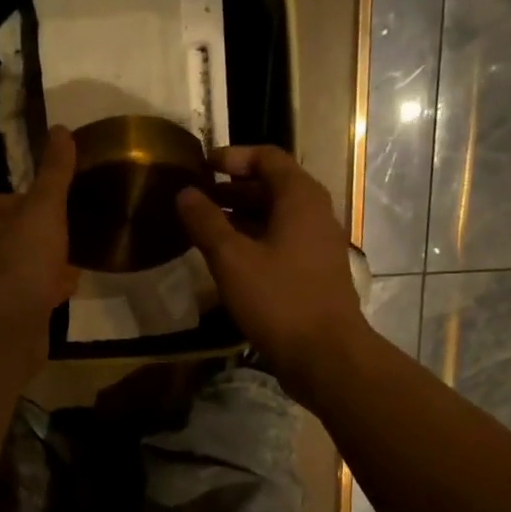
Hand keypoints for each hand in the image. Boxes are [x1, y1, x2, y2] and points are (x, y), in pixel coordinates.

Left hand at [0, 126, 78, 362]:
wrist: (7, 325)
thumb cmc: (21, 257)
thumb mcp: (44, 208)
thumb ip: (54, 173)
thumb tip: (62, 130)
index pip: (7, 202)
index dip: (37, 206)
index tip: (63, 211)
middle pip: (13, 236)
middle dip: (42, 239)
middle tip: (72, 238)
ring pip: (19, 267)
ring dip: (44, 267)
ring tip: (74, 265)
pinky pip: (25, 295)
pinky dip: (44, 292)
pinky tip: (66, 292)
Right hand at [176, 146, 369, 402]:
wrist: (325, 354)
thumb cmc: (278, 299)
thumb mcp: (231, 259)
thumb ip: (206, 222)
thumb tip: (185, 193)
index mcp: (300, 198)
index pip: (267, 157)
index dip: (233, 157)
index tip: (201, 166)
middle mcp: (314, 213)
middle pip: (272, 186)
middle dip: (232, 189)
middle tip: (196, 199)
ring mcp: (317, 244)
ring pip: (275, 217)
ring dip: (240, 217)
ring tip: (204, 229)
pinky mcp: (313, 271)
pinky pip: (280, 242)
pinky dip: (253, 241)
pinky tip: (227, 261)